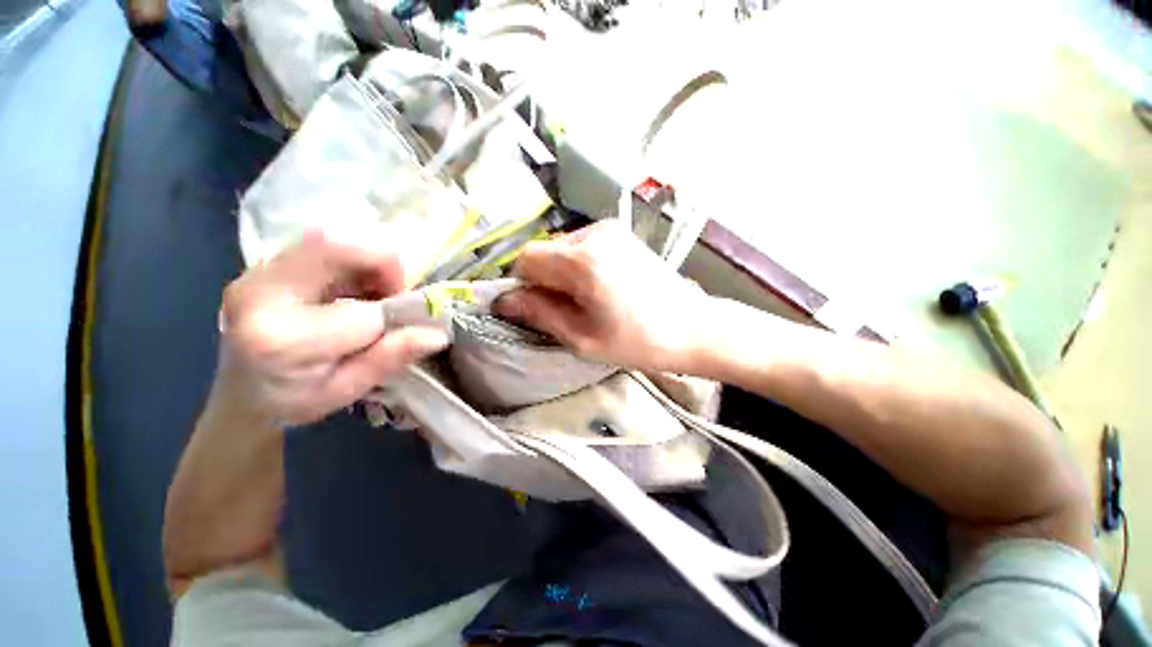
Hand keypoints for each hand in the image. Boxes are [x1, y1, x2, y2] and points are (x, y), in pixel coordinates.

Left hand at [208, 232, 448, 426]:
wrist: (240, 392)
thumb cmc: (294, 400)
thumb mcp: (347, 389)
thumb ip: (390, 358)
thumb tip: (437, 333)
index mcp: (282, 341)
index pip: (359, 313)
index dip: (393, 315)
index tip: (407, 326)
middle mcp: (260, 296)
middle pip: (332, 246)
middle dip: (381, 264)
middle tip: (395, 292)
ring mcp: (257, 274)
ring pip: (327, 239)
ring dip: (367, 261)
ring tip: (374, 292)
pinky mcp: (265, 266)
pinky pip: (319, 245)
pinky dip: (352, 260)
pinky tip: (355, 287)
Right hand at [496, 221, 710, 371]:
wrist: (692, 327)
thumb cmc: (638, 341)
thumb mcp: (583, 338)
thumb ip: (540, 314)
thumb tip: (503, 301)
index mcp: (582, 261)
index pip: (526, 258)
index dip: (524, 284)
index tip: (537, 307)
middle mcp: (594, 234)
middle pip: (544, 251)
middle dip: (545, 280)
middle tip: (567, 309)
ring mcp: (610, 230)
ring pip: (562, 248)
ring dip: (562, 273)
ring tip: (588, 299)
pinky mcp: (621, 234)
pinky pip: (582, 246)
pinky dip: (579, 266)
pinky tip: (601, 286)